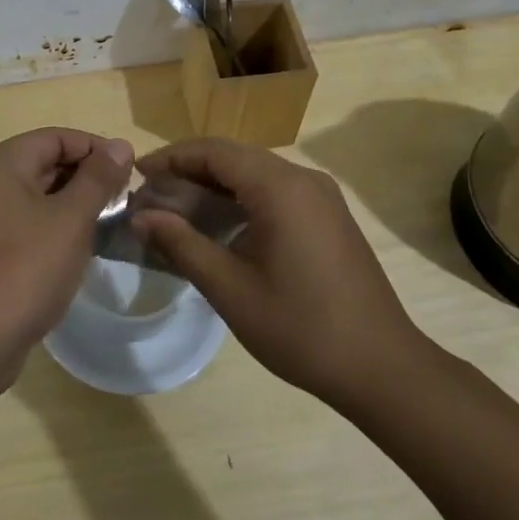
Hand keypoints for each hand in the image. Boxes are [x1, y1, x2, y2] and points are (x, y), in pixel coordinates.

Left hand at [0, 127, 133, 397]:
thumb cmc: (24, 270)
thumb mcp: (70, 220)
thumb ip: (97, 178)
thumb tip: (120, 145)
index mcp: (1, 163)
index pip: (57, 137)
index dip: (97, 149)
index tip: (132, 173)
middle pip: (45, 163)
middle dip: (87, 178)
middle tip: (125, 202)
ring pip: (37, 196)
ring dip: (73, 206)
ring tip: (109, 226)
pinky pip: (26, 224)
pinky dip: (54, 229)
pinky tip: (78, 251)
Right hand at [130, 138, 435, 411]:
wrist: (381, 367)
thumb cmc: (300, 328)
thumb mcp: (229, 288)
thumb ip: (181, 244)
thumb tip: (140, 217)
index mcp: (280, 188)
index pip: (214, 152)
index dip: (171, 157)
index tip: (136, 174)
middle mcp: (303, 178)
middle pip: (234, 156)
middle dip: (189, 169)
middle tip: (151, 194)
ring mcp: (321, 196)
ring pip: (255, 172)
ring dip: (214, 184)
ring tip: (176, 208)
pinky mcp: (328, 215)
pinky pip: (275, 190)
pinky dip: (240, 197)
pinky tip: (219, 224)